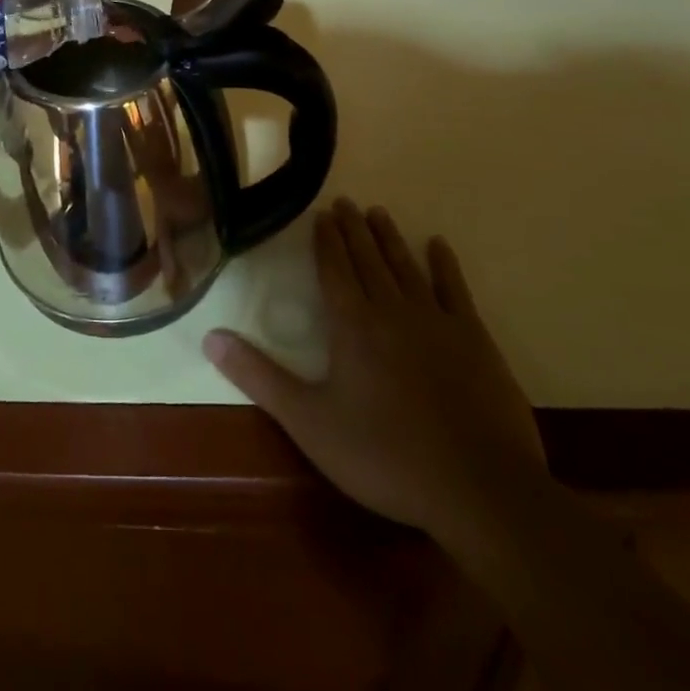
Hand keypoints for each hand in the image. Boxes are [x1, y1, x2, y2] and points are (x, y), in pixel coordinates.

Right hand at [204, 199, 543, 539]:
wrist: (479, 488)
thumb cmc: (385, 456)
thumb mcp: (309, 422)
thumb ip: (259, 377)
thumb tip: (210, 336)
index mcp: (352, 324)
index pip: (334, 268)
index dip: (325, 240)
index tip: (321, 213)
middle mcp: (391, 309)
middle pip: (368, 258)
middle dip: (354, 229)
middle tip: (345, 202)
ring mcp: (437, 320)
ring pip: (405, 265)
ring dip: (389, 238)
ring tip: (378, 212)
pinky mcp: (475, 339)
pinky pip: (455, 289)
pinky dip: (445, 265)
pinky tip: (438, 245)